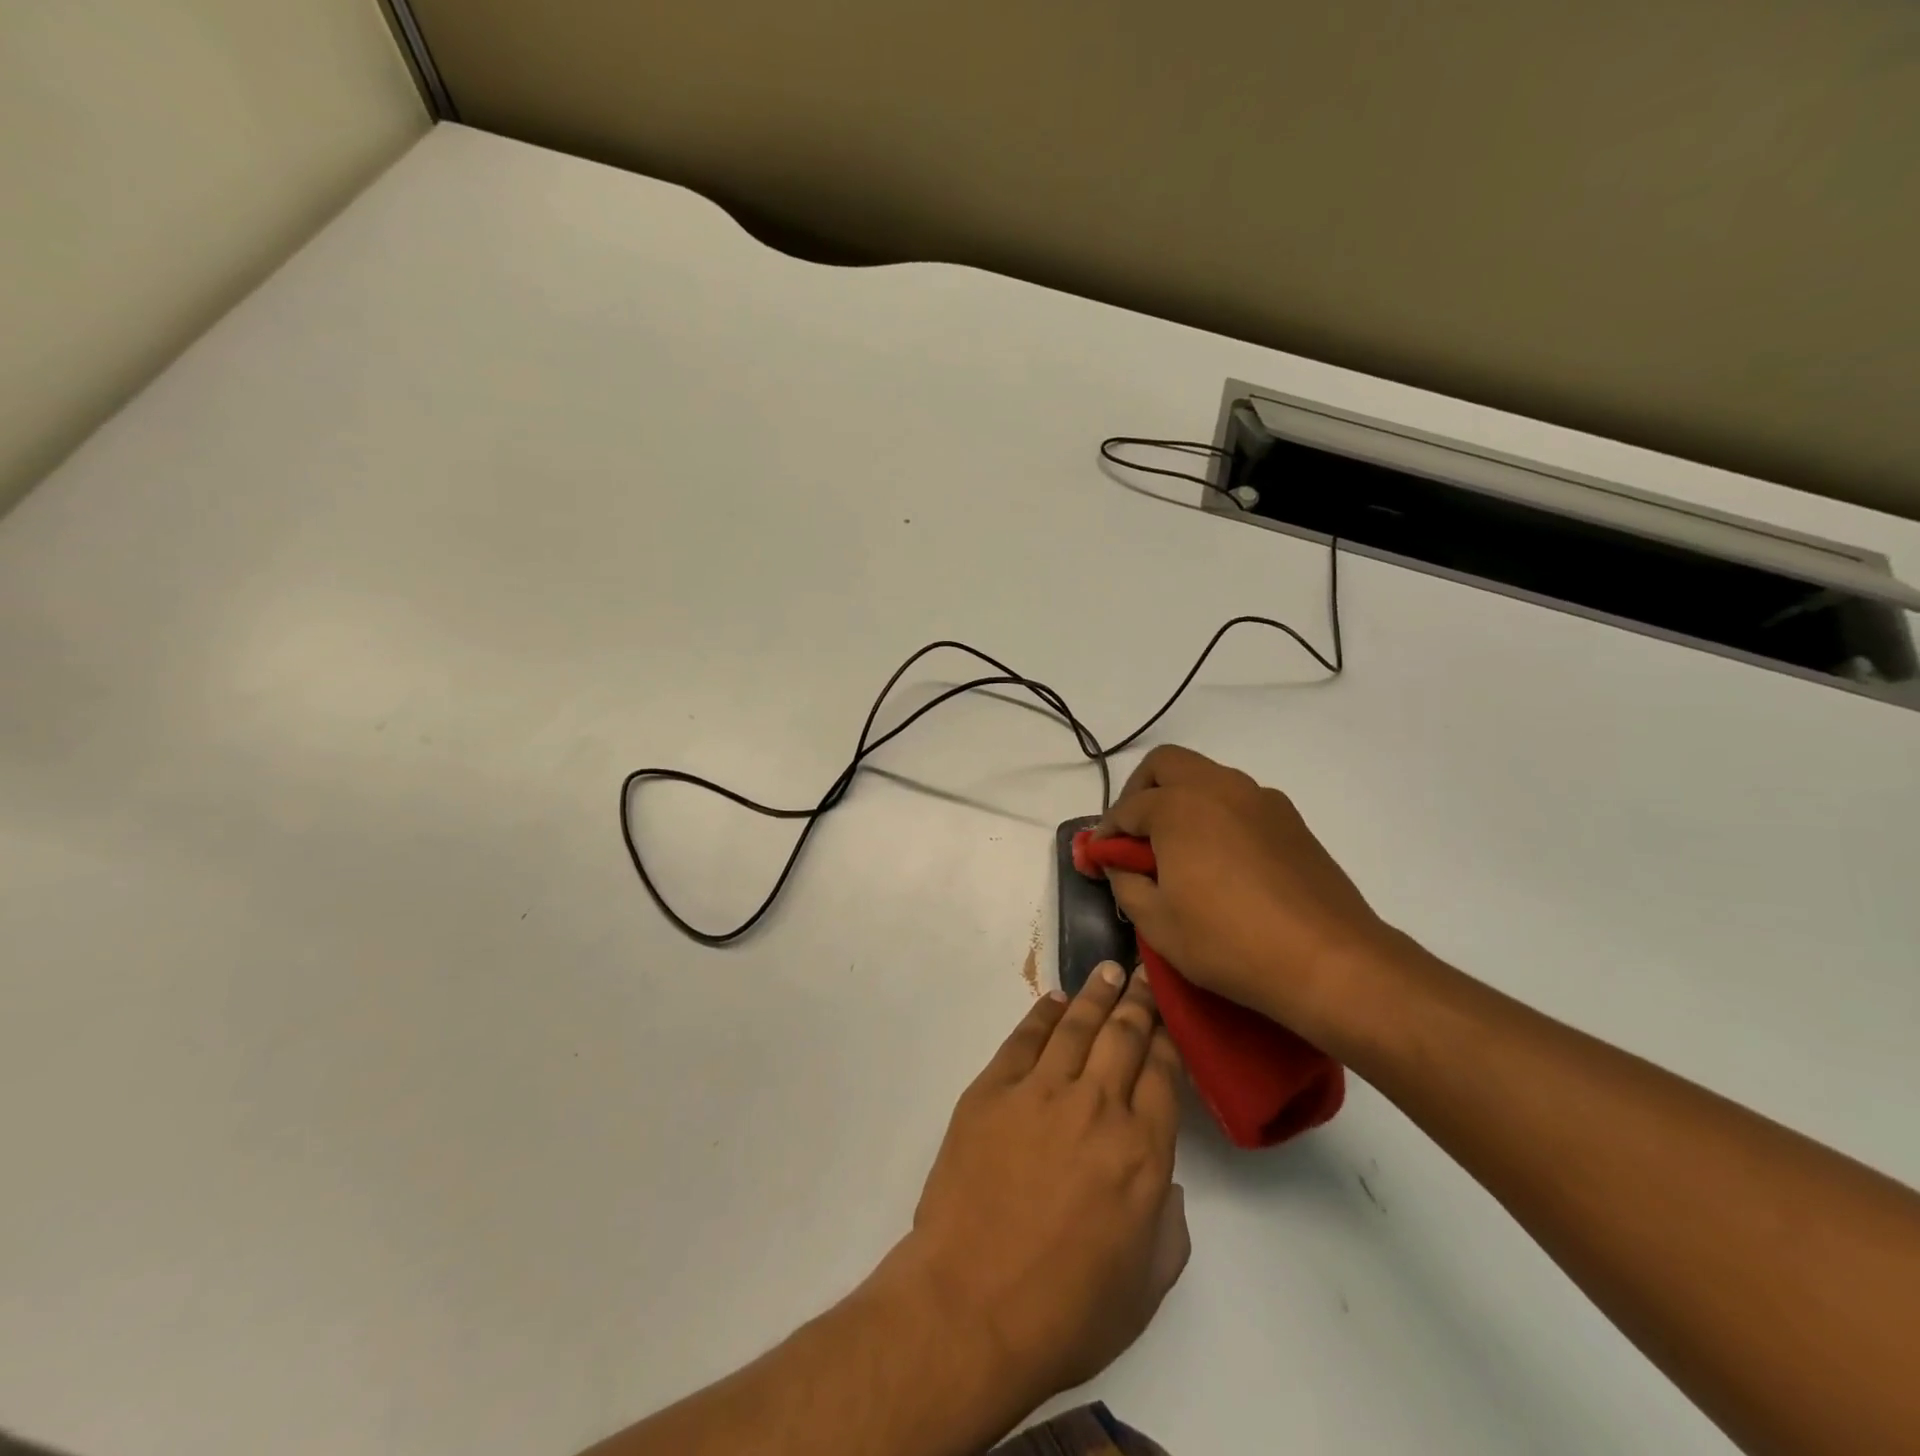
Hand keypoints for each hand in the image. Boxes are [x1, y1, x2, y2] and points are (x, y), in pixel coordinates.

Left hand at [892, 965, 1188, 1421]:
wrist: (969, 1308)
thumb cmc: (1065, 1313)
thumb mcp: (1145, 1287)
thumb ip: (1168, 1226)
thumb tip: (1162, 1178)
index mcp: (1142, 1153)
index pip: (1162, 1073)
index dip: (1167, 1039)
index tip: (1168, 1019)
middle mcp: (1096, 1107)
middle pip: (1124, 1036)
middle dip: (1137, 1001)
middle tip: (1141, 975)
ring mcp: (1040, 1092)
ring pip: (1077, 1025)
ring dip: (1096, 994)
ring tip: (1107, 970)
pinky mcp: (992, 1090)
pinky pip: (1024, 1038)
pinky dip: (1043, 1014)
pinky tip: (1056, 1001)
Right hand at [1096, 744, 1400, 1039]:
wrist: (1331, 962)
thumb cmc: (1229, 942)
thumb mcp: (1157, 923)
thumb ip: (1126, 883)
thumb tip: (1118, 865)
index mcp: (1179, 807)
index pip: (1126, 809)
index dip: (1105, 835)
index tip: (1097, 859)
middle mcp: (1219, 788)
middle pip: (1166, 765)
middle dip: (1140, 792)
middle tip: (1134, 835)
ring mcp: (1260, 800)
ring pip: (1206, 778)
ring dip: (1181, 800)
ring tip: (1177, 850)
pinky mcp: (1291, 820)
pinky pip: (1239, 801)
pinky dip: (1216, 815)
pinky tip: (1220, 860)